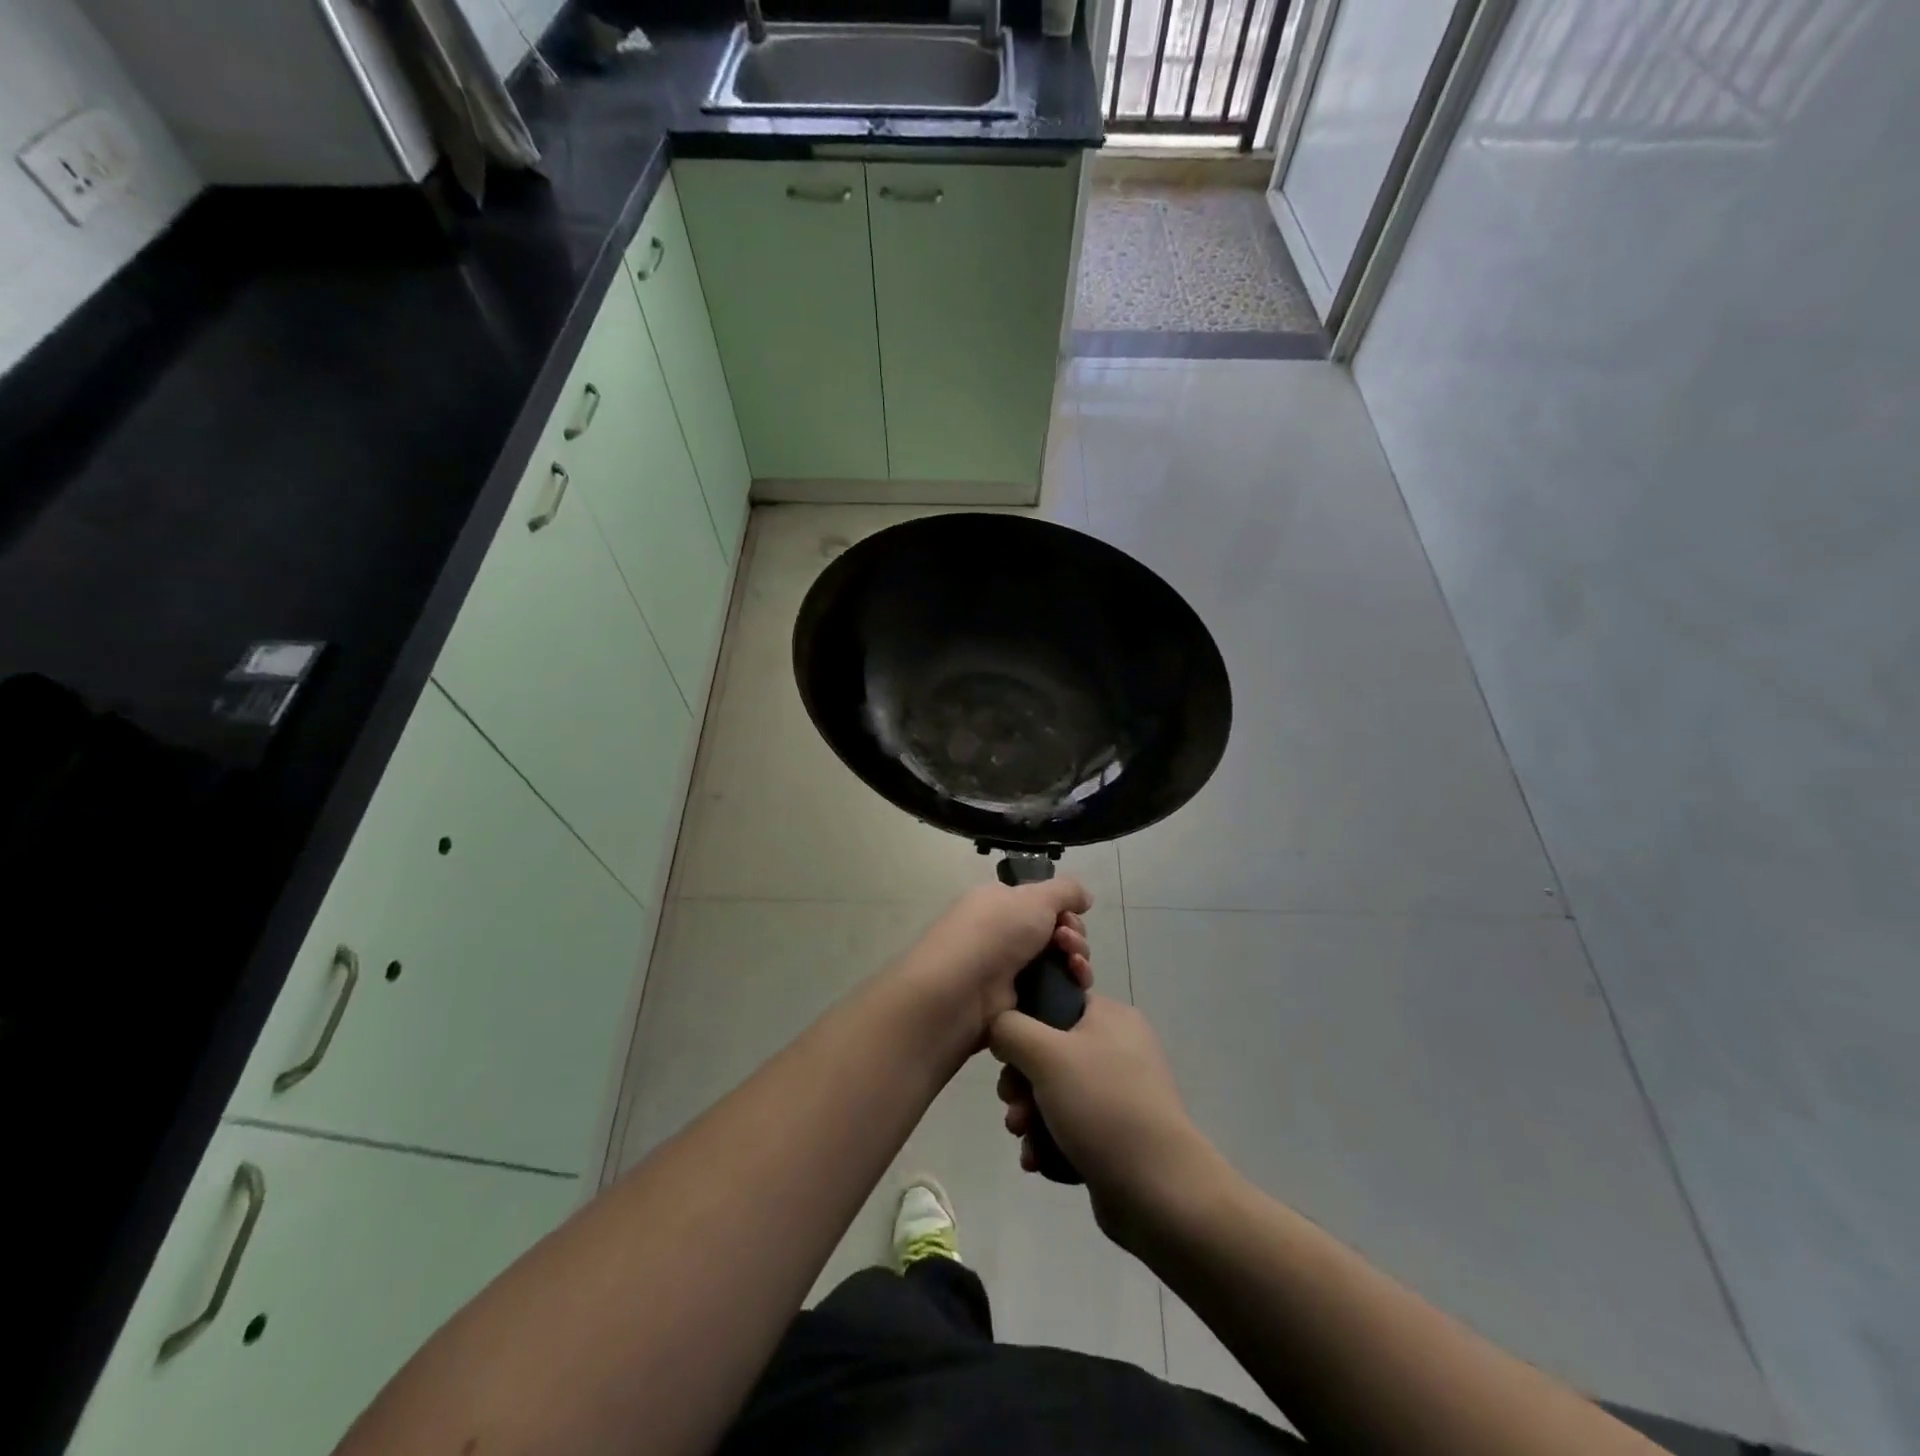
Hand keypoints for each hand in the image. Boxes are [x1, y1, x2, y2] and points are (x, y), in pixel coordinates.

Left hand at [892, 879, 1093, 1052]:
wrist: (960, 991)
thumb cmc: (995, 932)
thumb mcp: (1034, 897)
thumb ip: (1065, 890)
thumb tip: (1085, 896)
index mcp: (998, 903)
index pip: (1041, 904)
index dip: (1063, 910)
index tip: (1072, 917)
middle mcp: (1001, 934)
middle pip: (1054, 934)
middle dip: (1073, 937)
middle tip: (1069, 944)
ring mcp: (1007, 971)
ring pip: (1057, 964)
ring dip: (1075, 962)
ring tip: (1074, 966)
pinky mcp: (1015, 1004)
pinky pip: (1051, 992)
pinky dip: (1069, 987)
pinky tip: (1075, 987)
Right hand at [990, 995, 1216, 1251]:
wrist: (1159, 1191)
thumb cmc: (1102, 1106)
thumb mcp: (1046, 1053)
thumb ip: (1010, 1027)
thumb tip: (1000, 1027)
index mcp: (1111, 1017)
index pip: (1056, 1001)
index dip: (1024, 1024)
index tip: (1007, 1054)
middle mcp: (1118, 1048)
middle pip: (1049, 1052)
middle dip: (1021, 1083)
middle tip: (1013, 1105)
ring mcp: (1119, 1094)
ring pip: (1054, 1093)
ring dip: (1030, 1116)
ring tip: (1024, 1138)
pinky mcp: (1116, 1134)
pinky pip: (1070, 1126)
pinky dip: (1050, 1141)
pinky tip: (1038, 1160)